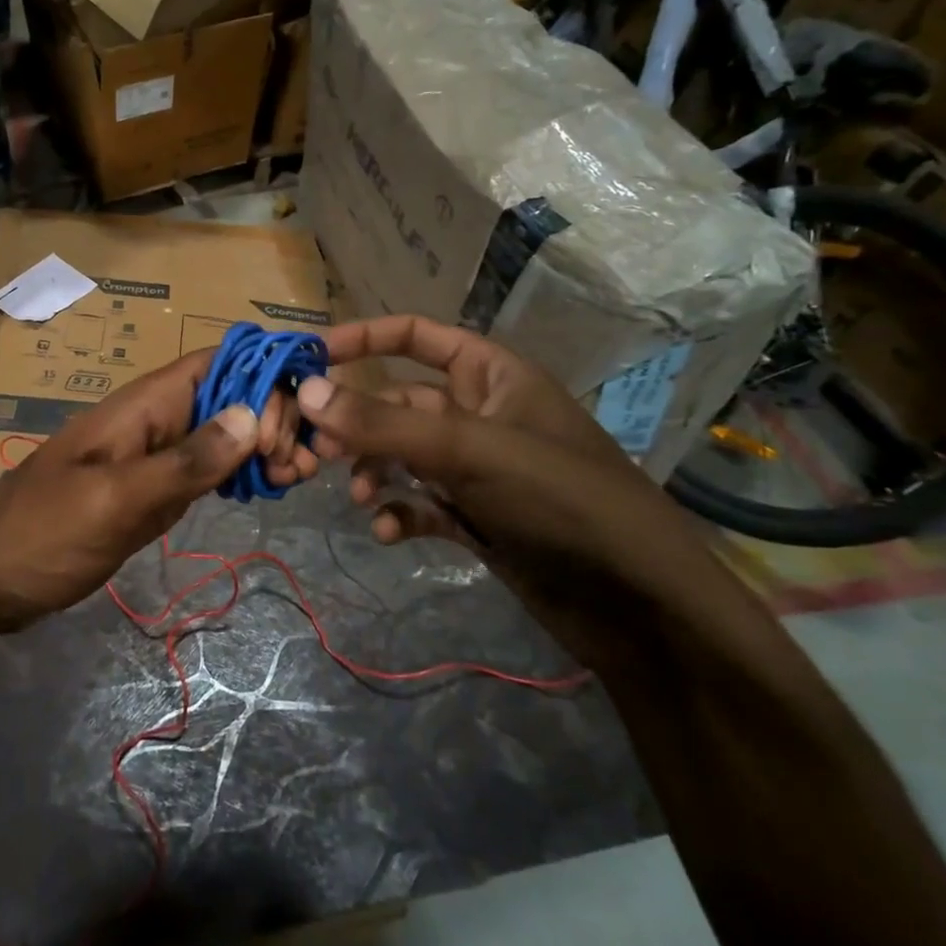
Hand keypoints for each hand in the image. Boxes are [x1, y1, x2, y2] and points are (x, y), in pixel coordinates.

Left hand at [0, 349, 318, 631]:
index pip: (213, 363)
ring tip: (298, 477)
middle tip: (301, 463)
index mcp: (140, 407)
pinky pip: (204, 471)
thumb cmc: (40, 533)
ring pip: (220, 434)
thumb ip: (182, 463)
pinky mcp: (148, 493)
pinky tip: (266, 490)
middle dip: (271, 414)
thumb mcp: (113, 500)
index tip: (302, 413)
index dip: (262, 373)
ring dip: (262, 445)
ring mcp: (150, 459)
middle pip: (225, 396)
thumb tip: (251, 415)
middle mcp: (151, 422)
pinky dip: (238, 475)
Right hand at [295, 315, 721, 665]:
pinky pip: (419, 502)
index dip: (363, 338)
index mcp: (493, 375)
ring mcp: (477, 469)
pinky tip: (389, 534)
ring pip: (402, 455)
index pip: (417, 336)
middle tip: (316, 448)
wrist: (641, 609)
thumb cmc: (561, 500)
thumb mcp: (468, 451)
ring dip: (373, 471)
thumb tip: (305, 391)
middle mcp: (481, 414)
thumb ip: (383, 423)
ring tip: (359, 497)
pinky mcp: (475, 517)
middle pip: (398, 402)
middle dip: (357, 423)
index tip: (308, 358)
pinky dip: (398, 514)